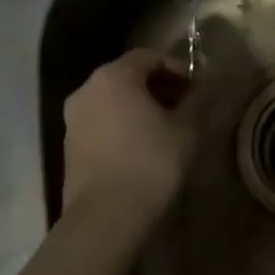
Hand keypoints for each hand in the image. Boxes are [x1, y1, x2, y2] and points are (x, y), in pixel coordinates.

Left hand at [60, 49, 203, 232]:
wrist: (104, 218)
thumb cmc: (150, 161)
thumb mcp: (187, 127)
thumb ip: (198, 99)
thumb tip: (205, 86)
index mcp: (115, 76)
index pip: (151, 56)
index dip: (178, 67)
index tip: (197, 87)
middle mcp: (88, 89)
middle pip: (130, 75)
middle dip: (160, 86)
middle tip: (186, 104)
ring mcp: (73, 119)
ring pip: (114, 99)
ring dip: (141, 105)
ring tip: (167, 126)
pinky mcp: (69, 146)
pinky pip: (102, 121)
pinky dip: (124, 123)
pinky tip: (144, 145)